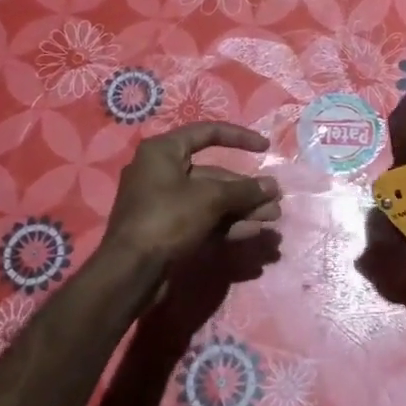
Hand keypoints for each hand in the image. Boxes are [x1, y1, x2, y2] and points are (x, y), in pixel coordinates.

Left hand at [103, 122, 282, 270]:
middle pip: (214, 174)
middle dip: (246, 189)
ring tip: (271, 219)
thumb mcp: (210, 199)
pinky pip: (203, 219)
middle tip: (274, 201)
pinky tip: (252, 232)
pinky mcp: (169, 229)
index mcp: (163, 151)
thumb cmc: (167, 219)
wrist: (130, 272)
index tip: (265, 148)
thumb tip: (272, 186)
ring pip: (212, 200)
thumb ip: (243, 190)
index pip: (207, 133)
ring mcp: (164, 203)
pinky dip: (227, 223)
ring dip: (242, 208)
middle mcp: (162, 172)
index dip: (239, 137)